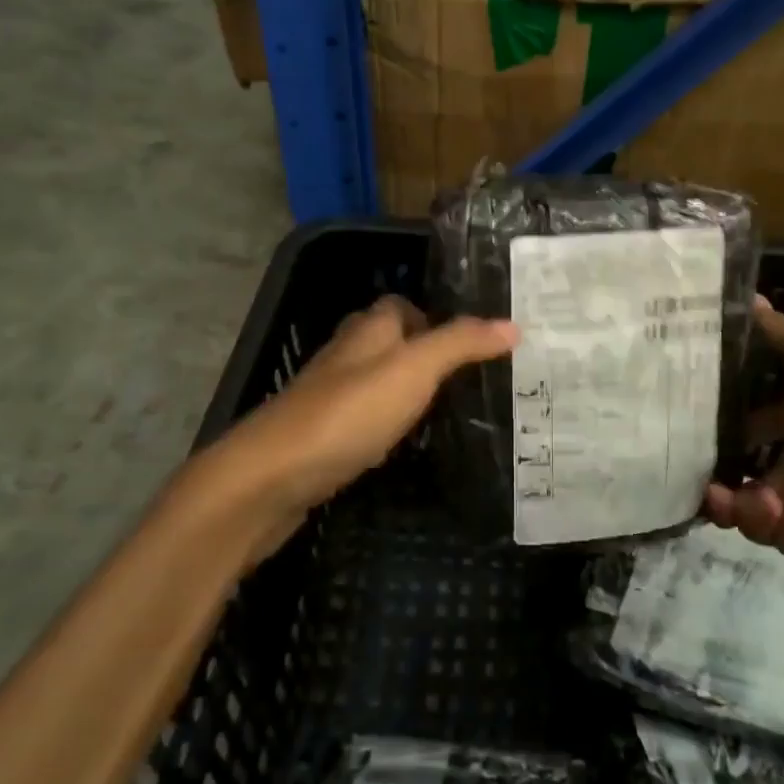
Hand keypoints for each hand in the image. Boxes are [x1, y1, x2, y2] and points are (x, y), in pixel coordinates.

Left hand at [210, 296, 517, 554]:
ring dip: (406, 391)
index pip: (400, 306)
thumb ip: (461, 344)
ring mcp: (329, 397)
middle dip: (424, 354)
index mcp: (367, 330)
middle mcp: (346, 356)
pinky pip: (363, 419)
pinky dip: (386, 424)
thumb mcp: (414, 370)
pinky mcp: (321, 436)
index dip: (433, 317)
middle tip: (472, 378)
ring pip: (376, 382)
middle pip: (389, 343)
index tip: (473, 341)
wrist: (272, 477)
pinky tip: (405, 445)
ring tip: (452, 410)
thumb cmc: (348, 412)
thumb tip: (512, 324)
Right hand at [704, 297, 783, 553]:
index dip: (707, 437)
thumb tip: (745, 295)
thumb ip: (775, 334)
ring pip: (757, 512)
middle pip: (739, 477)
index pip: (734, 428)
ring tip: (759, 501)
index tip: (680, 443)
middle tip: (708, 491)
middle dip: (717, 488)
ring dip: (746, 512)